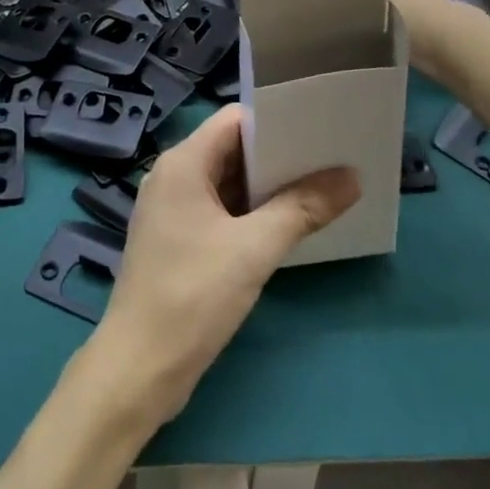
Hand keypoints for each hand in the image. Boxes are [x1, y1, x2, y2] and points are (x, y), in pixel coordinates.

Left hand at [87, 106, 358, 427]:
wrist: (139, 367)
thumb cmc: (192, 295)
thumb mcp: (254, 249)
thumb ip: (302, 208)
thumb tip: (350, 176)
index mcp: (182, 163)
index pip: (234, 120)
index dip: (276, 120)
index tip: (319, 128)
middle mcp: (173, 177)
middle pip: (232, 149)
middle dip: (278, 155)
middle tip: (331, 158)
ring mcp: (173, 210)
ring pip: (227, 183)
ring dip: (267, 187)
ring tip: (321, 187)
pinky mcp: (178, 240)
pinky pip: (220, 211)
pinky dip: (251, 212)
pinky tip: (288, 225)